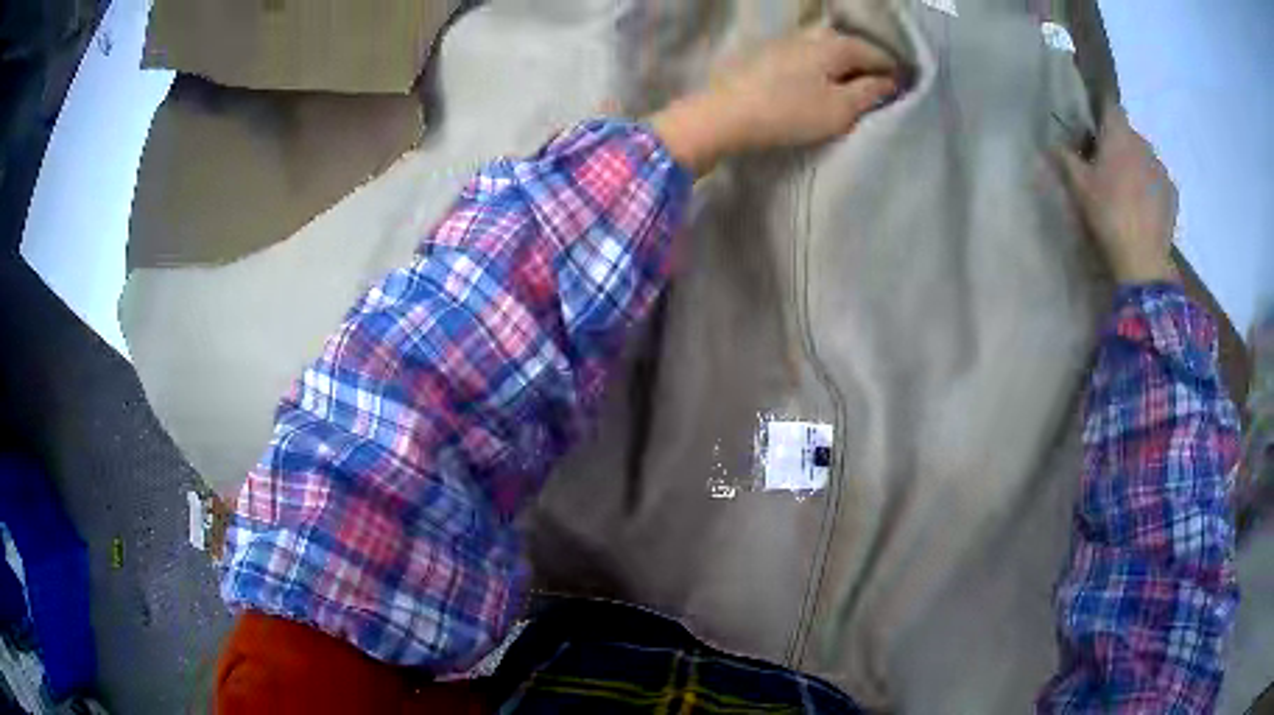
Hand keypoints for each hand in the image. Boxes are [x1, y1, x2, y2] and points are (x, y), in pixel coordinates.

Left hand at [652, 27, 902, 175]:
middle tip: (880, 90)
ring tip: (853, 89)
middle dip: (869, 66)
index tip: (905, 91)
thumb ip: (870, 92)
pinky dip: (822, 68)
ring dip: (844, 66)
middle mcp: (812, 35)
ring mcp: (787, 42)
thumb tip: (890, 81)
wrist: (725, 115)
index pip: (877, 54)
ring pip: (828, 49)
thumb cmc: (789, 112)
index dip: (894, 72)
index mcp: (836, 44)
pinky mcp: (768, 55)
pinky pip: (808, 56)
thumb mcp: (840, 108)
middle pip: (852, 47)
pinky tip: (821, 83)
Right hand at [1056, 106, 1178, 284]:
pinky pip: (1159, 181)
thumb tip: (1052, 143)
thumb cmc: (1108, 214)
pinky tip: (1144, 208)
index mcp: (1119, 134)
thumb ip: (1065, 158)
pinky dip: (1152, 188)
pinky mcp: (1172, 193)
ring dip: (1137, 166)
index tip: (1095, 134)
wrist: (1143, 259)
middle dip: (1120, 145)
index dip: (1102, 116)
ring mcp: (1161, 168)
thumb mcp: (1079, 186)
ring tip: (1129, 193)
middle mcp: (1143, 143)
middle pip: (1129, 134)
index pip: (1111, 107)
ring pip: (1145, 157)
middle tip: (1109, 169)